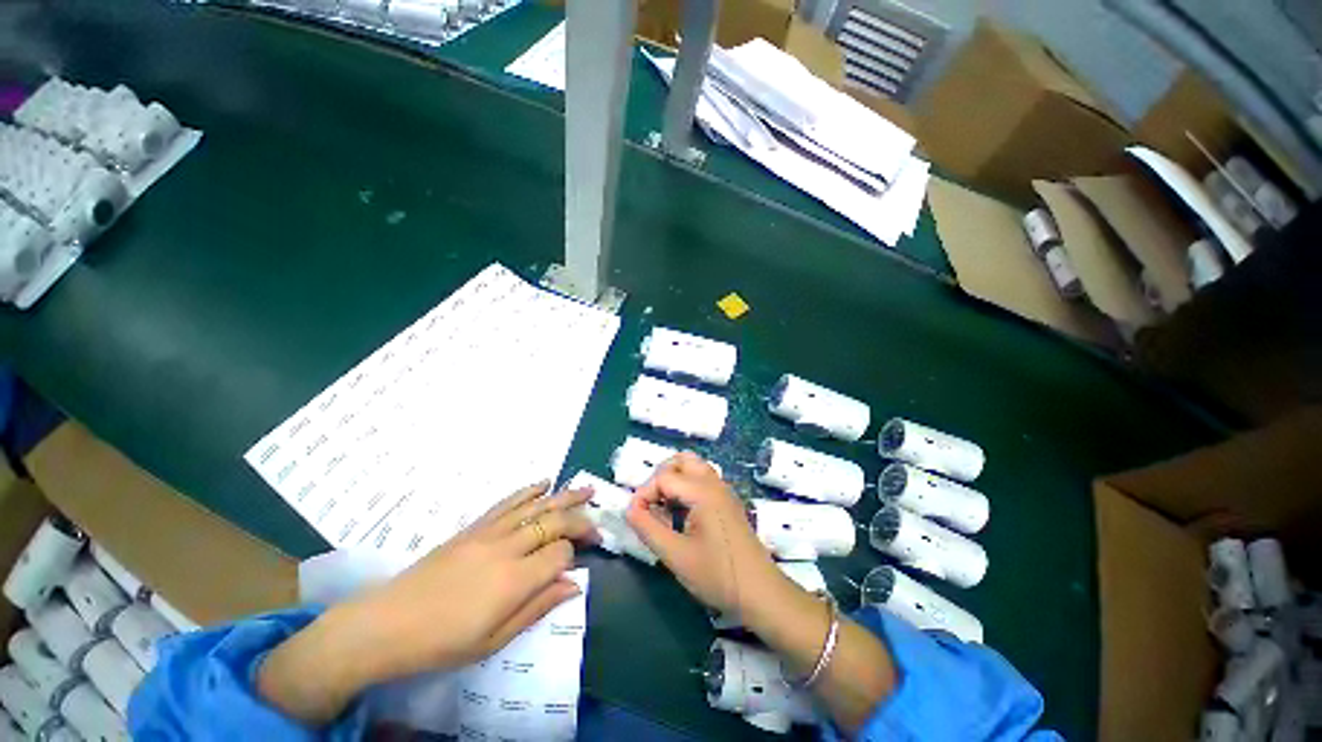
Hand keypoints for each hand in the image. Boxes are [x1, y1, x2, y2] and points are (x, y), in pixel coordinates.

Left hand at [258, 482, 597, 724]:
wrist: (385, 625)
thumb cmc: (442, 643)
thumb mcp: (494, 640)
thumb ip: (538, 607)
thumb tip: (574, 584)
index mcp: (514, 580)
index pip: (560, 553)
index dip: (574, 555)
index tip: (576, 565)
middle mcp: (507, 548)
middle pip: (554, 522)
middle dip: (580, 519)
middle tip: (597, 522)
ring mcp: (489, 532)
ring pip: (536, 505)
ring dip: (564, 494)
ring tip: (586, 488)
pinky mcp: (474, 527)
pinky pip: (507, 502)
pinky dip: (529, 490)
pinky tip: (544, 482)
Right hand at [625, 452, 784, 621]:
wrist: (761, 593)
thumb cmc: (718, 575)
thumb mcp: (676, 555)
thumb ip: (648, 528)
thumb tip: (629, 509)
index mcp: (703, 491)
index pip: (663, 477)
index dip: (644, 494)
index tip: (636, 518)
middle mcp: (714, 483)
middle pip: (681, 460)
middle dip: (660, 477)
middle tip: (650, 504)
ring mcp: (723, 491)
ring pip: (693, 468)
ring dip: (673, 480)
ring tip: (663, 508)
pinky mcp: (727, 502)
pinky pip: (702, 480)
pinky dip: (685, 487)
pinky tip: (680, 515)